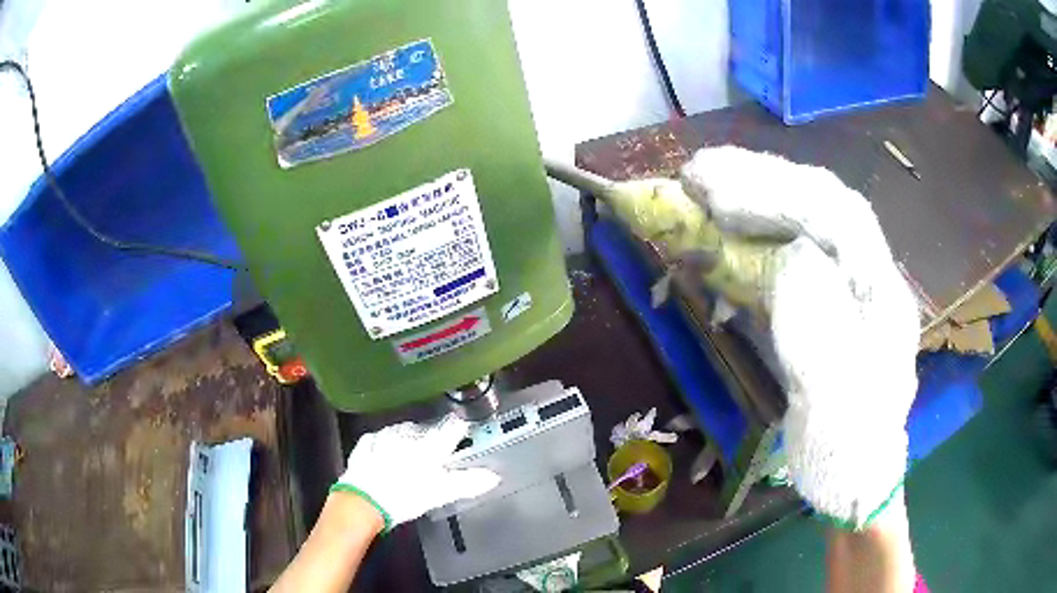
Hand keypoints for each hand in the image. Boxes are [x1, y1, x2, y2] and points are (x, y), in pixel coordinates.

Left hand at [332, 414, 500, 529]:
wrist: (364, 500)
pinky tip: (382, 451)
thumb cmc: (407, 496)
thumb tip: (494, 476)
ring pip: (401, 430)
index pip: (451, 428)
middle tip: (434, 452)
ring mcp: (384, 437)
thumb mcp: (441, 493)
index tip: (463, 430)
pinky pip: (377, 438)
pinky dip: (382, 443)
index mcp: (429, 445)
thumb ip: (467, 483)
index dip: (459, 429)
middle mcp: (407, 434)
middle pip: (425, 429)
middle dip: (431, 436)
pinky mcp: (365, 444)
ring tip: (409, 451)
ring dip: (407, 437)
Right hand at [681, 146, 920, 527]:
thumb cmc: (846, 444)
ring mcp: (849, 284)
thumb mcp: (834, 395)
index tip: (717, 194)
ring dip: (757, 195)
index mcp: (882, 293)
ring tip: (705, 187)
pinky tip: (728, 227)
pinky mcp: (827, 298)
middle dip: (761, 181)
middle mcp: (870, 275)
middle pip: (823, 204)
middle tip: (698, 175)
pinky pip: (794, 247)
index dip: (779, 193)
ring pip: (808, 219)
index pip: (838, 215)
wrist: (854, 474)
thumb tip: (788, 257)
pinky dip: (756, 229)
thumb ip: (818, 322)